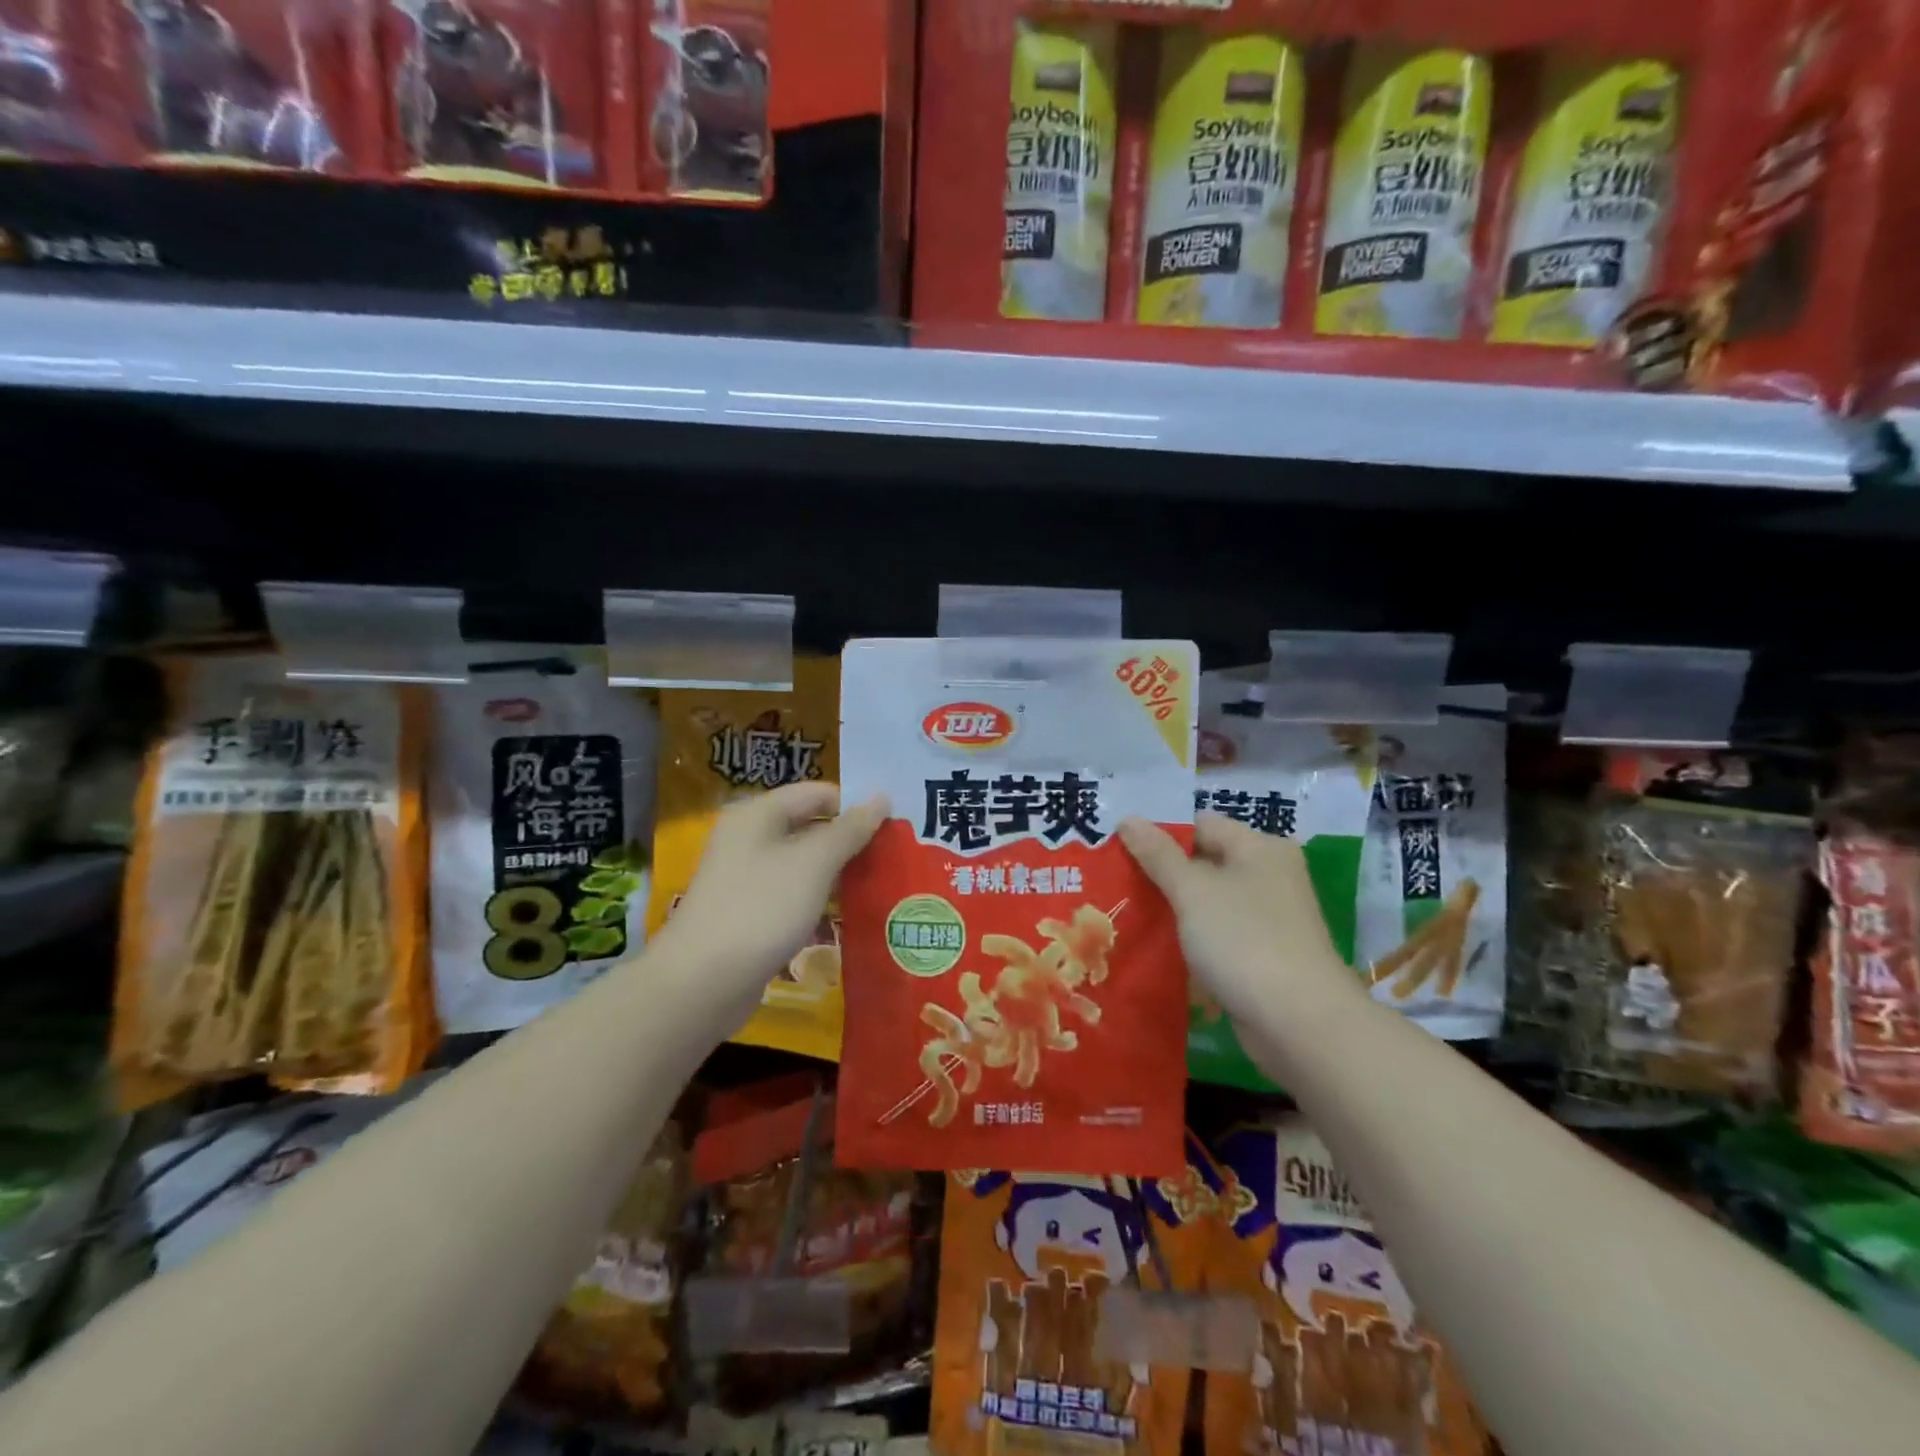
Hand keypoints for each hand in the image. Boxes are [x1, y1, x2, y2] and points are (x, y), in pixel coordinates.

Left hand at [658, 782, 886, 1024]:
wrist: (702, 982)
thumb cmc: (761, 908)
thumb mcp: (813, 863)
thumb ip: (849, 829)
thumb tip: (881, 797)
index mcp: (758, 814)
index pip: (817, 793)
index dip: (854, 805)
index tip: (893, 828)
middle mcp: (749, 839)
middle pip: (810, 826)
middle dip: (850, 841)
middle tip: (892, 858)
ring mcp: (747, 878)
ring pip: (803, 864)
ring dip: (838, 873)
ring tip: (879, 885)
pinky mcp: (750, 913)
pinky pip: (793, 894)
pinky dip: (819, 900)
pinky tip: (847, 915)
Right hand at [1117, 813, 1360, 1028]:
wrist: (1299, 1023)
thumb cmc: (1244, 940)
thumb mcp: (1192, 890)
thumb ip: (1158, 854)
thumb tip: (1128, 818)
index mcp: (1261, 847)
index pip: (1201, 825)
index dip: (1162, 837)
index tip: (1123, 857)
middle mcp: (1271, 875)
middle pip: (1206, 863)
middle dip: (1164, 875)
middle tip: (1121, 887)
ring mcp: (1271, 918)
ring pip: (1211, 902)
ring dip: (1177, 910)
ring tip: (1131, 917)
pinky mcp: (1266, 955)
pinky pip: (1220, 934)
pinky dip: (1194, 939)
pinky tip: (1162, 950)